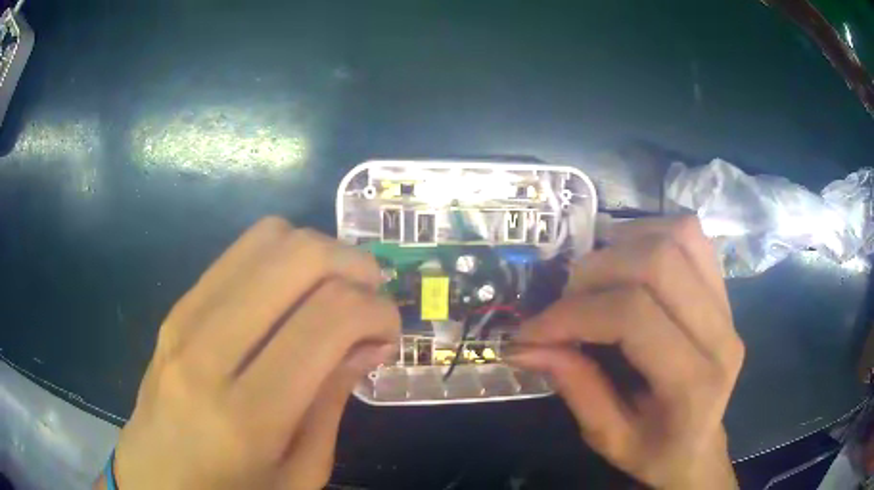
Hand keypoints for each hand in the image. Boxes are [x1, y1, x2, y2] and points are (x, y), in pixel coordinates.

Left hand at [100, 217, 399, 489]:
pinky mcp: (176, 305)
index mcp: (248, 416)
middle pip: (298, 258)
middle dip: (353, 264)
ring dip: (319, 251)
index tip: (389, 331)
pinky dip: (282, 256)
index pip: (328, 320)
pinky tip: (292, 291)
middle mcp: (209, 351)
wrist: (156, 476)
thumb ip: (332, 402)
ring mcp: (184, 318)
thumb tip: (369, 341)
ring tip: (336, 287)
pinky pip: (239, 251)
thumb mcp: (300, 472)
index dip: (376, 311)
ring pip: (268, 238)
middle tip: (372, 295)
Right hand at [509, 217, 743, 488]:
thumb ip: (574, 388)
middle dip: (595, 272)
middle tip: (563, 300)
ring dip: (624, 244)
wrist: (699, 447)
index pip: (633, 317)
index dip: (573, 314)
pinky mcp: (724, 291)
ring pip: (678, 236)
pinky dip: (650, 233)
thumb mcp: (607, 438)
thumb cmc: (655, 452)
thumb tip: (527, 346)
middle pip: (658, 263)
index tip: (532, 330)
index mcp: (694, 383)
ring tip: (594, 277)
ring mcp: (728, 306)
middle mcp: (720, 334)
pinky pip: (690, 235)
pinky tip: (627, 260)